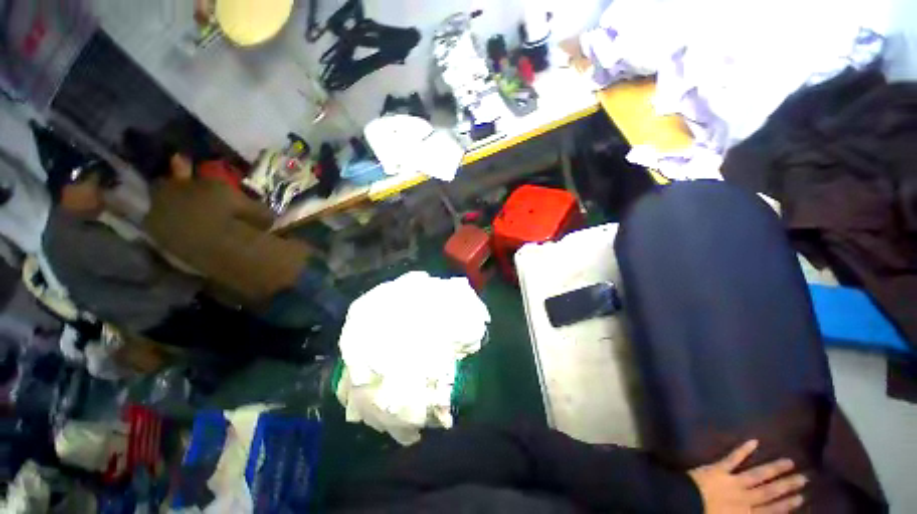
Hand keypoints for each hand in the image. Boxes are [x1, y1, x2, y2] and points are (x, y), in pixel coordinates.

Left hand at [688, 440, 806, 512]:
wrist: (685, 505)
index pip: (772, 511)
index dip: (787, 504)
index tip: (801, 497)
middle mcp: (744, 499)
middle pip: (769, 492)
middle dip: (787, 485)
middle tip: (805, 477)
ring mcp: (732, 482)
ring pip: (757, 475)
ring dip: (774, 468)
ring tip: (790, 462)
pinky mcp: (718, 469)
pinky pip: (732, 459)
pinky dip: (742, 450)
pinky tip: (754, 441)